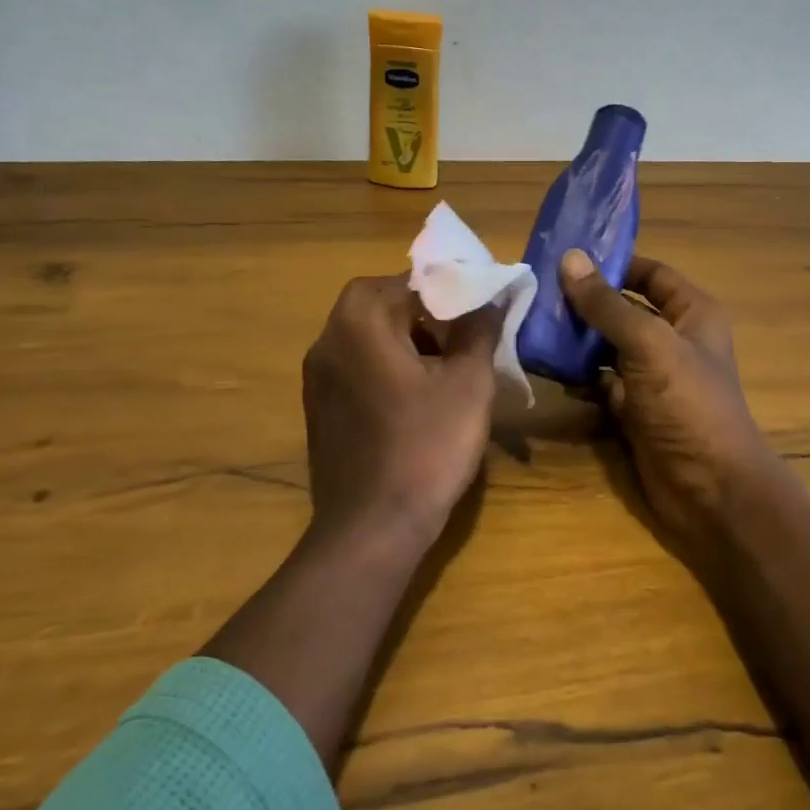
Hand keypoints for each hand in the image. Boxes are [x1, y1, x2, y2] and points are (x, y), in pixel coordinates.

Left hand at [302, 274, 502, 553]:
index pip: (409, 281)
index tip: (482, 305)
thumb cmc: (426, 446)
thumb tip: (493, 293)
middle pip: (383, 304)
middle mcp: (328, 339)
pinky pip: (357, 367)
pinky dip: (387, 366)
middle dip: (428, 312)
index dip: (451, 288)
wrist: (372, 529)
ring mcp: (317, 376)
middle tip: (466, 333)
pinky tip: (418, 396)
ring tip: (448, 363)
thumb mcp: (469, 383)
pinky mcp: (319, 408)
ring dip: (407, 338)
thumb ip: (480, 328)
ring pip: (369, 336)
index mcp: (360, 321)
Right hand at [559, 250, 787, 559]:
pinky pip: (600, 381)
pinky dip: (577, 374)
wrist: (710, 490)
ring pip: (608, 346)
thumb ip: (607, 305)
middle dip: (585, 301)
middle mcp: (673, 340)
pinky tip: (545, 363)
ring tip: (532, 322)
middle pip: (624, 309)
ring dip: (576, 338)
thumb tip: (570, 259)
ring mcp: (653, 377)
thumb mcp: (649, 344)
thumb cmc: (688, 404)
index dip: (615, 264)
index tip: (567, 258)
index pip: (651, 274)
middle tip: (536, 291)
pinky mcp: (634, 409)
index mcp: (692, 314)